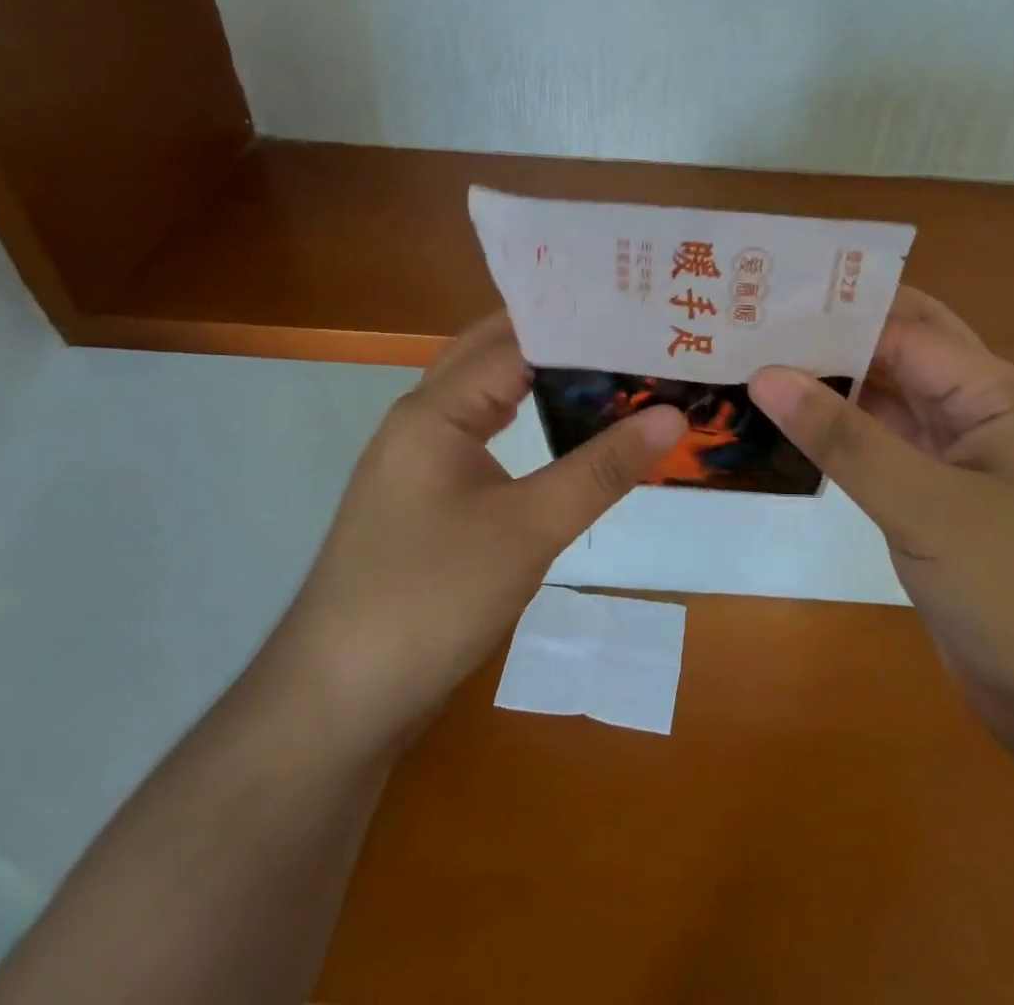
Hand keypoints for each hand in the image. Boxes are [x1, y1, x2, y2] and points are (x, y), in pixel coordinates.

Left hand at [280, 313, 685, 752]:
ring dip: (540, 376)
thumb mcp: (528, 530)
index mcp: (435, 410)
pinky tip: (561, 427)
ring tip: (609, 365)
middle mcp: (422, 419)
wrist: (339, 700)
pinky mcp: (428, 496)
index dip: (578, 324)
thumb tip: (673, 415)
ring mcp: (421, 459)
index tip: (640, 313)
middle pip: (494, 355)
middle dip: (557, 337)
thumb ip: (602, 469)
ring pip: (487, 395)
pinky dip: (525, 416)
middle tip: (629, 329)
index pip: (515, 340)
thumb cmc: (430, 599)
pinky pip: (482, 433)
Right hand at [750, 289, 1013, 751]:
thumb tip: (765, 374)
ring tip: (751, 365)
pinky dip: (837, 437)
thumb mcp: (927, 508)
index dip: (830, 313)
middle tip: (751, 322)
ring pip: (883, 402)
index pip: (900, 328)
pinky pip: (880, 450)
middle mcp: (976, 411)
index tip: (758, 303)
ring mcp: (957, 459)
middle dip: (830, 336)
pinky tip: (785, 429)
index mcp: (992, 391)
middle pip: (895, 353)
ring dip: (828, 387)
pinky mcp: (936, 503)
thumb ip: (844, 439)